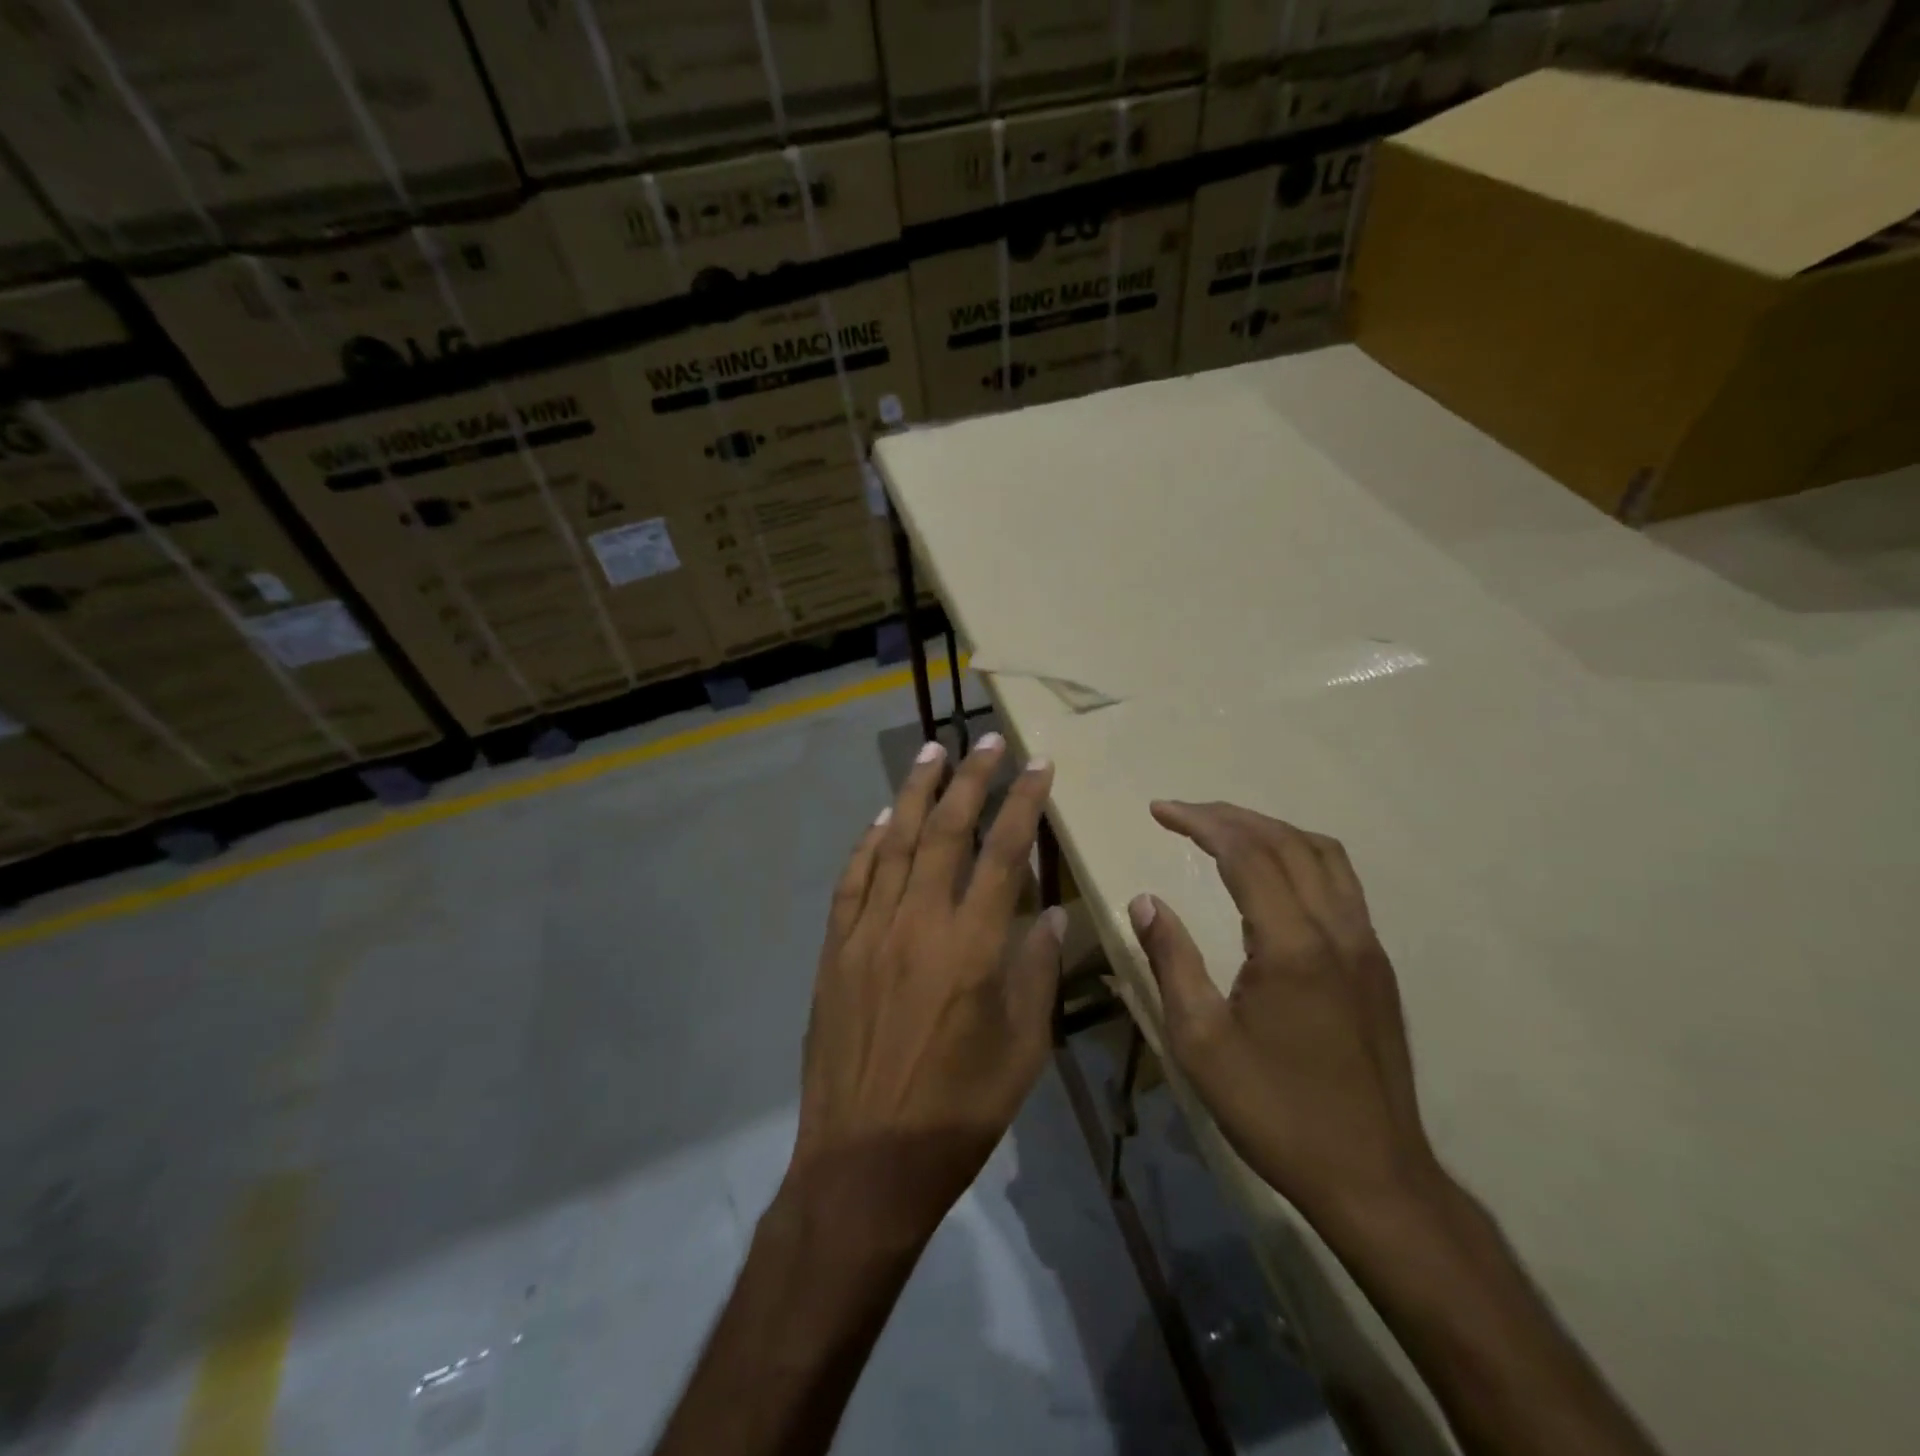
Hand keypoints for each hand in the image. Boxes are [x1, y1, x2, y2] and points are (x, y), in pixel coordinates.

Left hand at [789, 733, 1063, 1245]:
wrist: (865, 1160)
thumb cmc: (958, 1112)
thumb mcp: (1022, 1051)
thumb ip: (1037, 973)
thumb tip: (1049, 913)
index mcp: (971, 947)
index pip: (1004, 852)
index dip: (1022, 802)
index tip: (1038, 765)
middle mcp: (917, 923)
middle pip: (945, 831)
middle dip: (969, 779)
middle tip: (987, 741)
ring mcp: (868, 932)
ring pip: (893, 842)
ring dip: (915, 792)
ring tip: (932, 751)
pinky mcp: (835, 949)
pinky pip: (852, 879)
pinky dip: (868, 842)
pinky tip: (881, 817)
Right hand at [1129, 801, 1436, 1223]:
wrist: (1374, 1178)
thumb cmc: (1275, 1110)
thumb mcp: (1200, 1041)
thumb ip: (1171, 960)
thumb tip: (1146, 901)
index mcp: (1293, 945)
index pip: (1246, 853)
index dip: (1200, 822)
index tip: (1160, 810)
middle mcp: (1337, 930)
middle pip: (1286, 842)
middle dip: (1231, 816)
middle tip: (1182, 812)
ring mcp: (1366, 945)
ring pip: (1324, 855)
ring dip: (1271, 830)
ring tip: (1225, 830)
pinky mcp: (1377, 965)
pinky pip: (1341, 883)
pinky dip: (1300, 856)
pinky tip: (1273, 876)